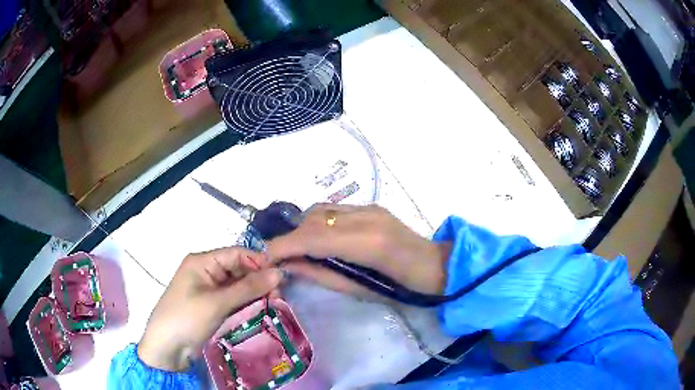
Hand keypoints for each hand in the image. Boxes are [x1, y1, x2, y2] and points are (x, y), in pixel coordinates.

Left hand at [137, 247, 281, 371]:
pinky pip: (234, 299)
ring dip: (255, 293)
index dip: (259, 262)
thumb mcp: (217, 303)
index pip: (236, 254)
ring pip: (238, 286)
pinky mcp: (213, 306)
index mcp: (202, 262)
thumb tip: (279, 273)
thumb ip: (248, 288)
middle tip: (279, 296)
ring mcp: (209, 290)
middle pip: (239, 269)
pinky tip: (261, 310)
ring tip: (274, 304)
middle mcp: (207, 272)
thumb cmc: (187, 318)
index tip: (280, 278)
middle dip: (259, 280)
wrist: (167, 348)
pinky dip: (247, 303)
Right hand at [267, 204, 449, 297]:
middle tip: (279, 258)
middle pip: (312, 220)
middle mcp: (365, 216)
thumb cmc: (400, 289)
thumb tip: (288, 266)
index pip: (313, 238)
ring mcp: (369, 207)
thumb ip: (320, 274)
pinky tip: (320, 239)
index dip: (283, 246)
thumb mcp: (357, 289)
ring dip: (303, 229)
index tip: (263, 257)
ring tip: (299, 250)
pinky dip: (318, 223)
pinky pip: (333, 210)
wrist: (433, 267)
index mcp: (367, 243)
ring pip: (320, 211)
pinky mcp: (371, 206)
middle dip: (290, 238)